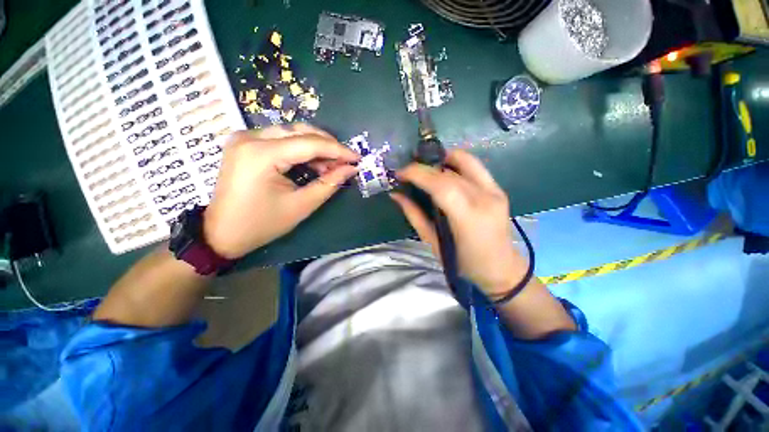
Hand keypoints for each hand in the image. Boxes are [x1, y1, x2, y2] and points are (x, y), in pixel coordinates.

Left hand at [203, 124, 359, 258]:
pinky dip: (301, 149)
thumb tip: (351, 168)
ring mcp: (245, 138)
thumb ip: (329, 184)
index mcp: (262, 154)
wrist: (221, 233)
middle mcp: (250, 137)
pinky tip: (313, 163)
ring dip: (316, 147)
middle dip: (328, 146)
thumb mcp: (301, 205)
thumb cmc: (262, 224)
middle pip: (300, 131)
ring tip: (331, 166)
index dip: (338, 150)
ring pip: (292, 132)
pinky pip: (281, 139)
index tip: (357, 158)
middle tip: (345, 162)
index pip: (310, 143)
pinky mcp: (245, 143)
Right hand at [390, 150, 526, 296]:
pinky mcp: (499, 189)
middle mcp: (485, 199)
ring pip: (464, 162)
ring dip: (440, 160)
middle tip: (408, 174)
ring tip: (425, 169)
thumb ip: (415, 216)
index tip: (400, 173)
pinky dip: (456, 163)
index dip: (418, 174)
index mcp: (468, 218)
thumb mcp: (433, 243)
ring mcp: (495, 191)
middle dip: (424, 168)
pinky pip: (475, 166)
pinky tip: (444, 170)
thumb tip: (396, 195)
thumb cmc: (464, 264)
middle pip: (449, 172)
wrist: (501, 269)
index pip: (441, 185)